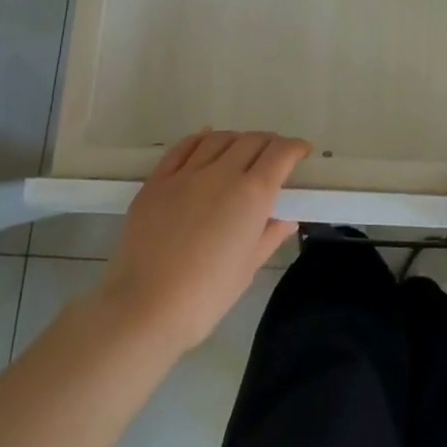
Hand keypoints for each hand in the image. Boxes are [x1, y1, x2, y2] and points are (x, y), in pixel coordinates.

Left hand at [89, 130, 306, 354]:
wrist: (144, 307)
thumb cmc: (206, 295)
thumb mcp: (248, 268)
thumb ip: (269, 236)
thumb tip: (285, 220)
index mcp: (252, 195)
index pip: (280, 153)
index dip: (295, 148)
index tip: (302, 152)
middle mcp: (222, 174)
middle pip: (252, 140)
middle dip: (269, 143)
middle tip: (274, 155)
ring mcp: (186, 174)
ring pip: (219, 139)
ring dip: (237, 139)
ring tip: (241, 149)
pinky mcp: (156, 182)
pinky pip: (182, 148)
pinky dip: (199, 139)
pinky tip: (205, 139)